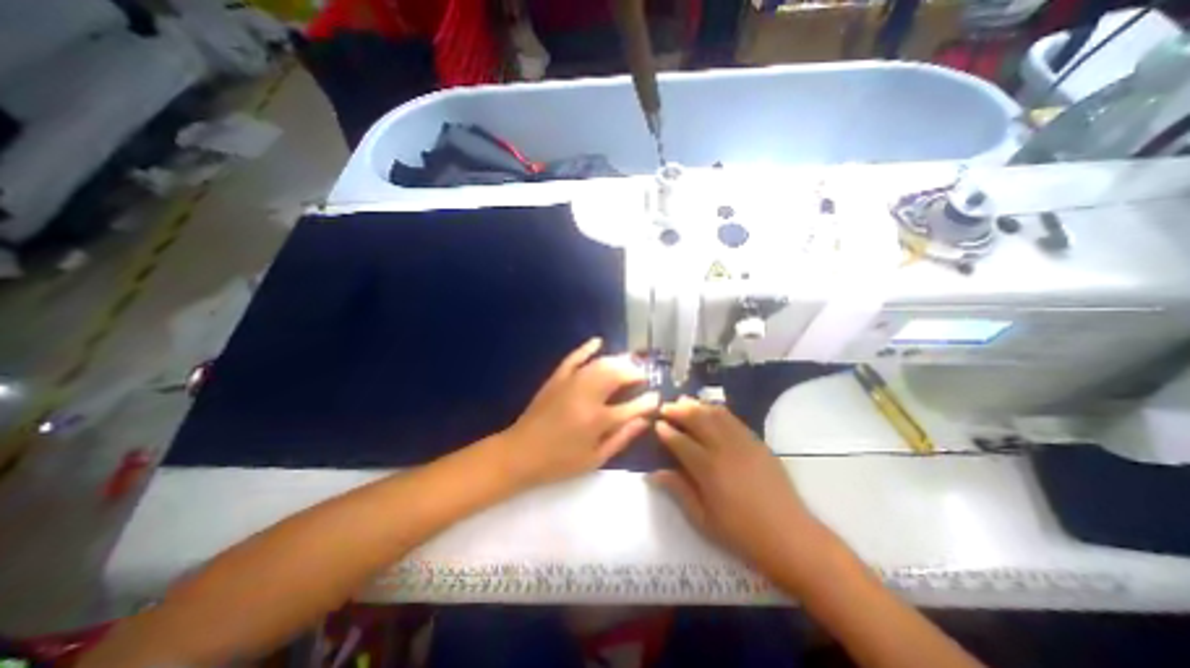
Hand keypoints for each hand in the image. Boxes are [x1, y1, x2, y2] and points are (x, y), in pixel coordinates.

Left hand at [499, 338, 653, 490]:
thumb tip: (644, 421)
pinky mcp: (557, 378)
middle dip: (635, 373)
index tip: (657, 397)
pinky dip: (586, 348)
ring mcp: (571, 383)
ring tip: (630, 363)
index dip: (648, 401)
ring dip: (618, 361)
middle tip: (642, 377)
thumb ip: (622, 438)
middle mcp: (587, 396)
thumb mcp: (595, 459)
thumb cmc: (560, 462)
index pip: (633, 406)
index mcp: (598, 420)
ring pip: (601, 364)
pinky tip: (598, 341)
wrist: (520, 453)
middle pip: (618, 376)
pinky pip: (574, 357)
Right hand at [649, 396, 828, 578]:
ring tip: (683, 401)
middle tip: (665, 406)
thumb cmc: (741, 533)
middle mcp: (723, 448)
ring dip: (696, 405)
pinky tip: (710, 409)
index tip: (656, 424)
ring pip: (715, 414)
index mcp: (708, 469)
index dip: (666, 431)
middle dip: (678, 410)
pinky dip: (717, 410)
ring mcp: (742, 442)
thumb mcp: (703, 519)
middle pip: (697, 419)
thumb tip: (653, 473)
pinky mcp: (757, 441)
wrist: (790, 536)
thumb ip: (678, 490)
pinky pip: (733, 418)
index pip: (680, 441)